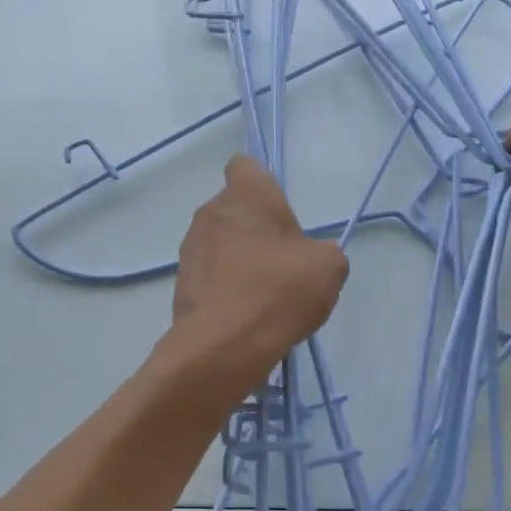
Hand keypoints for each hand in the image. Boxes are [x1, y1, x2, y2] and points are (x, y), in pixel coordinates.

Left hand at [167, 156, 348, 382]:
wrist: (225, 344)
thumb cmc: (280, 290)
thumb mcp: (328, 267)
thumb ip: (322, 252)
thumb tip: (309, 258)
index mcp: (246, 195)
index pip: (245, 166)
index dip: (263, 185)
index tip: (280, 212)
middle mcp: (211, 212)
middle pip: (234, 208)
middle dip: (255, 228)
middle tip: (282, 260)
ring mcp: (191, 248)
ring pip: (220, 242)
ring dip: (239, 258)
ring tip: (264, 294)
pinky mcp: (181, 282)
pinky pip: (209, 274)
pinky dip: (225, 286)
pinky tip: (246, 314)